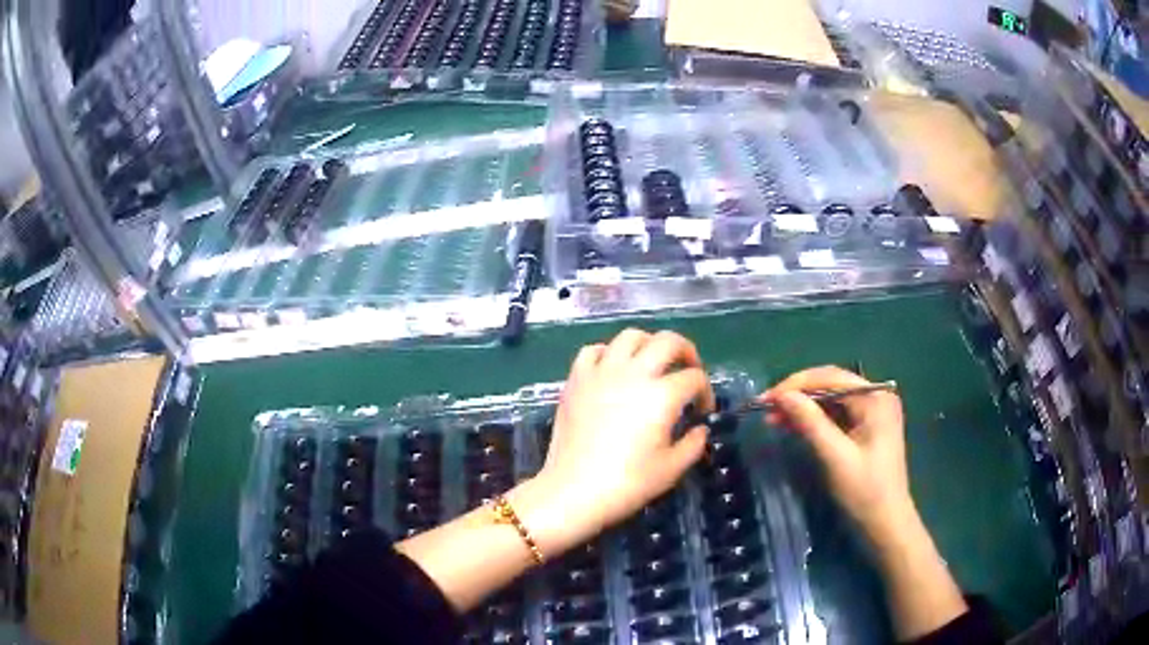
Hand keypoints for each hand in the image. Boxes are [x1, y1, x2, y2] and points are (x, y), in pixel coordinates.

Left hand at [534, 329, 713, 548]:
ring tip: (652, 363)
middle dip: (686, 352)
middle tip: (688, 371)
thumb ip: (694, 444)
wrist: (573, 491)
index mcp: (662, 395)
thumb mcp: (672, 469)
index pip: (695, 378)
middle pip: (668, 341)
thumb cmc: (627, 484)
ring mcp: (602, 373)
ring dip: (648, 344)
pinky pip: (593, 350)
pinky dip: (608, 353)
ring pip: (630, 336)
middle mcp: (634, 374)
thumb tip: (699, 428)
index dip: (706, 392)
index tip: (701, 412)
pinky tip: (613, 370)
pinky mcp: (576, 380)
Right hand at [763, 366, 914, 545]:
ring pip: (831, 399)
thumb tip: (782, 396)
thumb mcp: (836, 458)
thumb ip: (811, 423)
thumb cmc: (865, 493)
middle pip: (831, 384)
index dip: (796, 384)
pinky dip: (814, 419)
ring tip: (773, 418)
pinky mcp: (866, 428)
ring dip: (803, 407)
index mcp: (876, 399)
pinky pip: (836, 414)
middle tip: (766, 408)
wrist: (886, 525)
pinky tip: (793, 426)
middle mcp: (876, 397)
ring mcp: (873, 412)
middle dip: (798, 394)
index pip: (831, 377)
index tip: (766, 398)